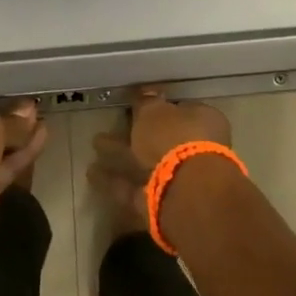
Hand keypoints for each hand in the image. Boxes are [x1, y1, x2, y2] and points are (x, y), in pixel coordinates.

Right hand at [87, 86, 232, 235]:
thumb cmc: (175, 137)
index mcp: (203, 121)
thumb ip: (146, 102)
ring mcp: (180, 178)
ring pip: (147, 163)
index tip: (136, 105)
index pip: (180, 110)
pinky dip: (115, 181)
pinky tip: (92, 174)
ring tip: (94, 146)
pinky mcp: (162, 202)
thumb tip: (146, 93)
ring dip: (121, 155)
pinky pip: (135, 187)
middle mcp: (197, 149)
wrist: (187, 190)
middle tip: (111, 125)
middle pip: (162, 139)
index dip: (158, 107)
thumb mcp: (154, 111)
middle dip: (135, 133)